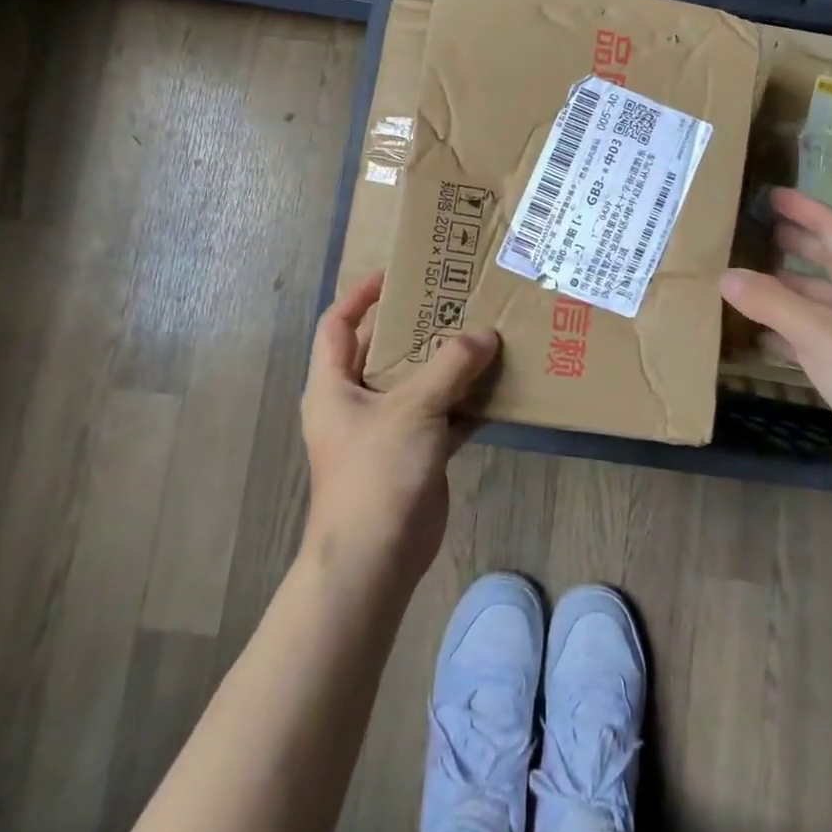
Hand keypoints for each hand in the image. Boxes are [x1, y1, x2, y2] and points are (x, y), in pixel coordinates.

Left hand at [302, 271, 498, 586]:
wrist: (375, 559)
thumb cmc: (377, 471)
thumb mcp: (413, 408)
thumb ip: (451, 366)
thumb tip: (486, 334)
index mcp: (334, 384)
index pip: (338, 324)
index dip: (361, 294)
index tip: (397, 273)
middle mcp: (355, 401)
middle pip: (384, 350)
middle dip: (417, 326)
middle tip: (456, 300)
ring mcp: (385, 429)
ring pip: (417, 383)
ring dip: (447, 363)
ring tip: (484, 332)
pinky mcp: (414, 453)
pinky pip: (441, 415)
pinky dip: (464, 401)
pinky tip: (497, 385)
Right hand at [720, 187, 831, 486]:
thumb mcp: (817, 330)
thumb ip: (770, 301)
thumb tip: (725, 276)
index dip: (805, 209)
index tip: (773, 195)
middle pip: (826, 261)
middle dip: (793, 243)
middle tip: (755, 229)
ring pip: (813, 299)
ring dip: (782, 286)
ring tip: (744, 275)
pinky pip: (806, 334)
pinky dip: (780, 328)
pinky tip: (753, 332)